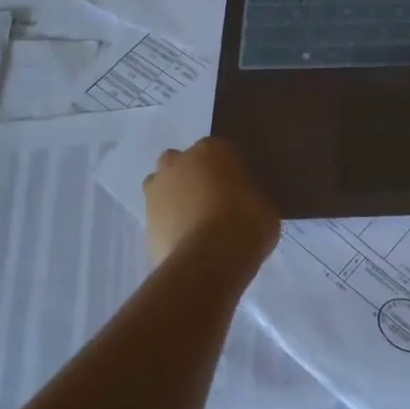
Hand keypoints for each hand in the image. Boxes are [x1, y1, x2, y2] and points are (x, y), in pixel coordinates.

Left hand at [142, 137, 280, 266]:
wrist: (211, 258)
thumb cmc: (247, 221)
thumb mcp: (264, 203)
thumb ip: (249, 194)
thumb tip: (245, 199)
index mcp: (212, 149)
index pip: (219, 151)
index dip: (227, 170)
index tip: (237, 187)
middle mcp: (178, 162)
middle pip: (183, 163)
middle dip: (192, 177)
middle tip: (213, 201)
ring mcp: (156, 191)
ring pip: (164, 188)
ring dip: (175, 199)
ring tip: (197, 224)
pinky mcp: (145, 221)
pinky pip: (160, 218)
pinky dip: (170, 226)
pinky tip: (188, 243)